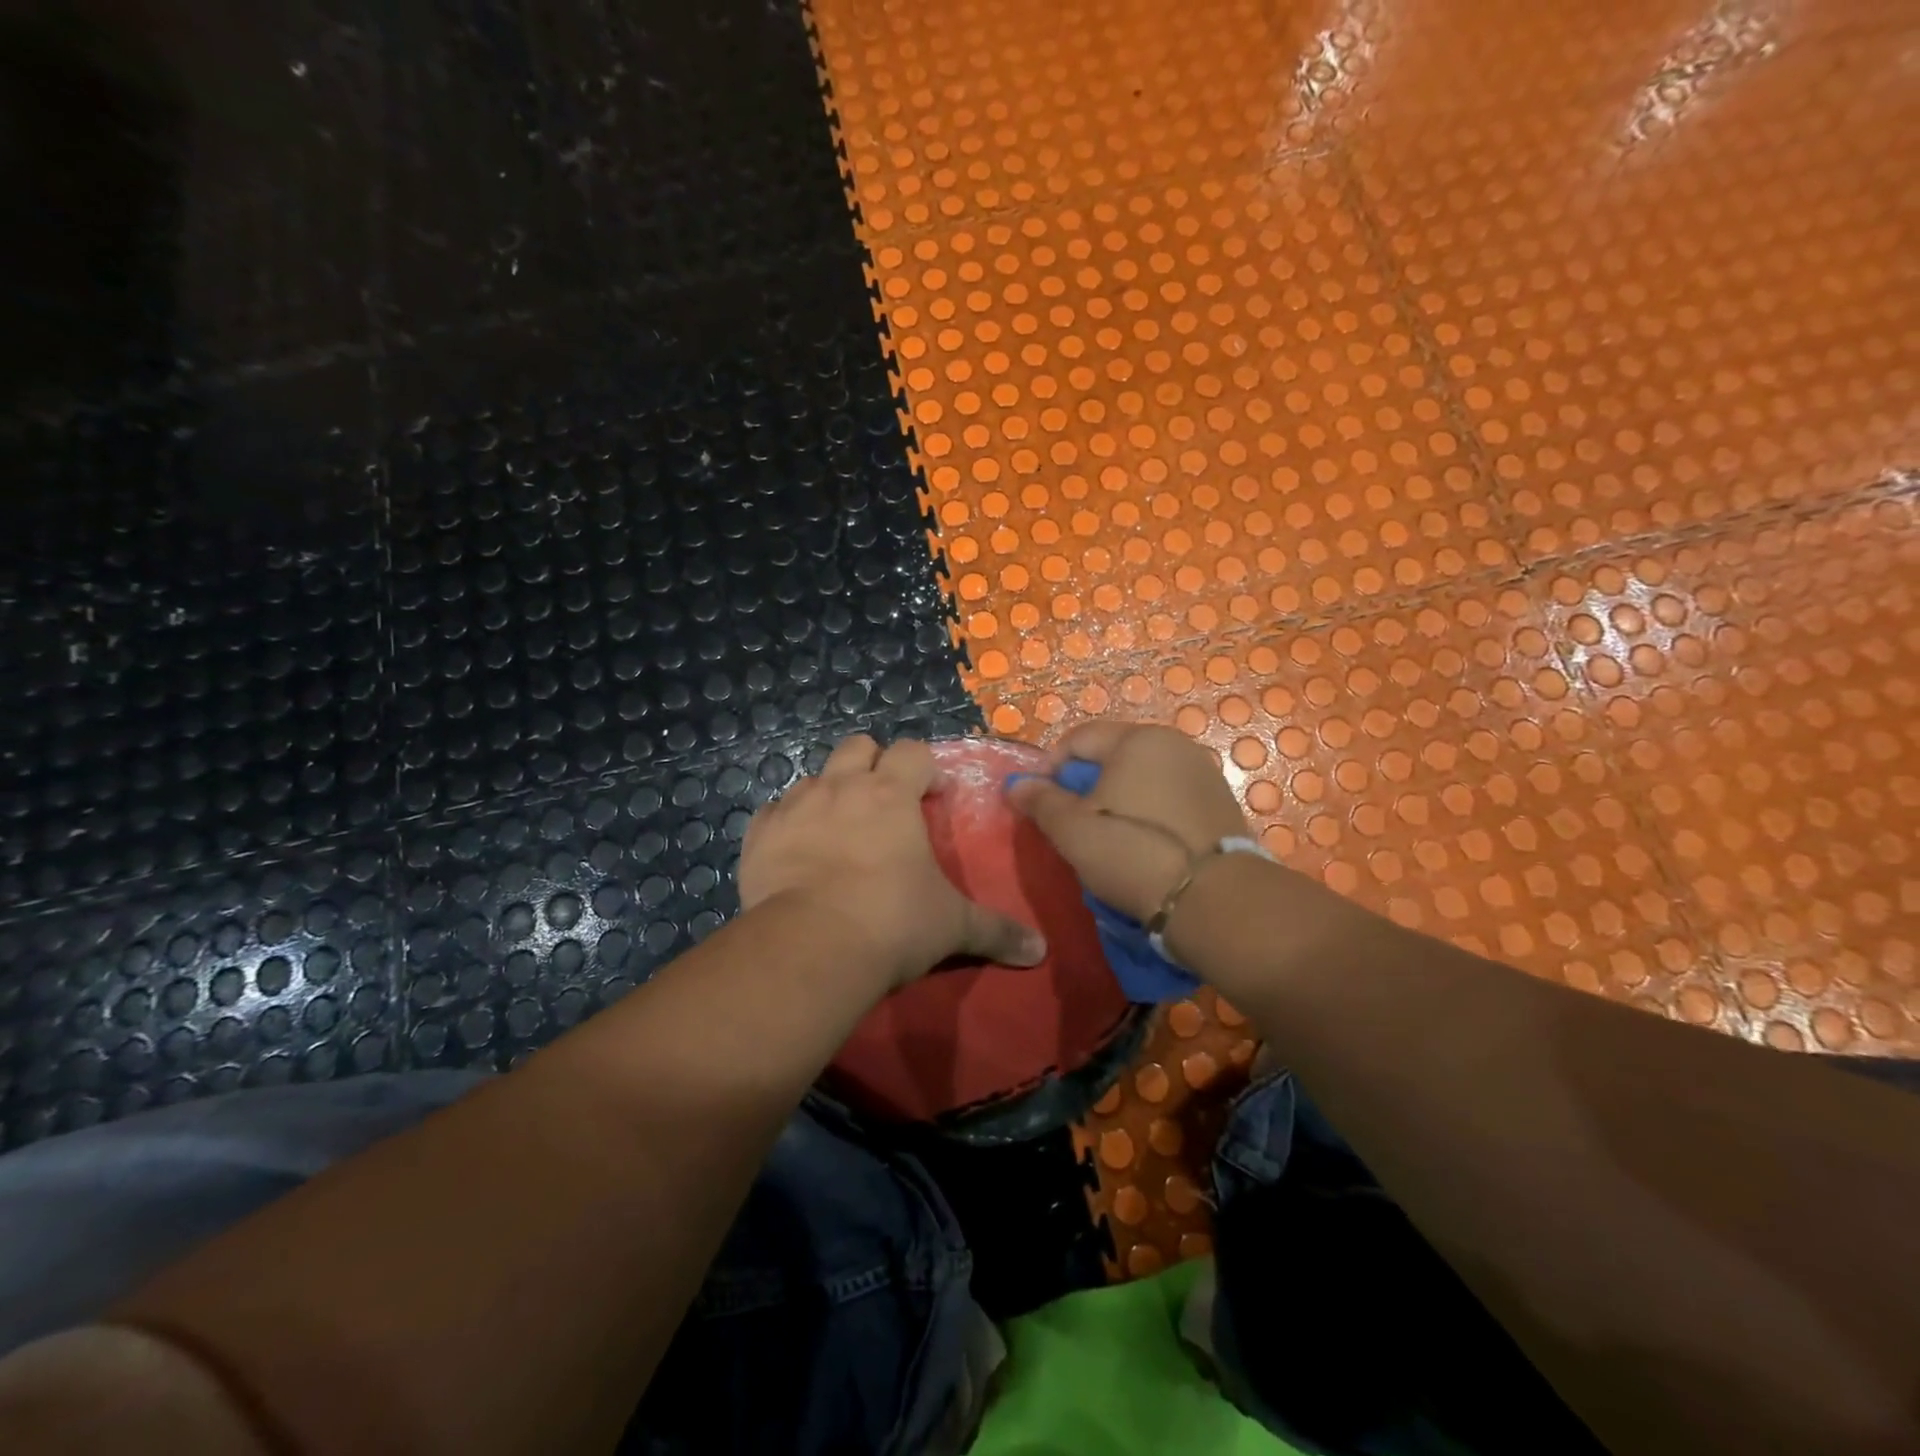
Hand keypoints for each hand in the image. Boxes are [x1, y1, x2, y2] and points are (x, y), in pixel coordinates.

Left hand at [739, 734, 1046, 988]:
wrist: (811, 946)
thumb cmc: (893, 921)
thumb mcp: (952, 925)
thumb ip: (996, 930)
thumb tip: (1040, 950)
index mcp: (892, 793)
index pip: (913, 751)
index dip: (926, 769)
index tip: (933, 797)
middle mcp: (842, 786)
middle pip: (858, 745)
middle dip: (873, 763)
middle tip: (883, 801)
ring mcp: (795, 806)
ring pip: (813, 777)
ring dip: (829, 794)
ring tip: (838, 832)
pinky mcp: (759, 834)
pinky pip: (773, 813)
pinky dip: (786, 824)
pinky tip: (795, 852)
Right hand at [1005, 721, 1251, 922]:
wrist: (1214, 900)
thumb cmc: (1132, 853)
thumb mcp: (1072, 830)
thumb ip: (1041, 801)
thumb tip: (1017, 784)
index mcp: (1137, 739)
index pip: (1078, 738)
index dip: (1050, 768)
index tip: (1040, 803)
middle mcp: (1175, 744)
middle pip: (1112, 755)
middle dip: (1084, 784)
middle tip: (1071, 823)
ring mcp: (1203, 773)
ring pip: (1141, 777)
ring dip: (1116, 799)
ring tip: (1105, 838)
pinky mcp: (1221, 804)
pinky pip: (1168, 797)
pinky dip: (1147, 812)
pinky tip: (1141, 845)